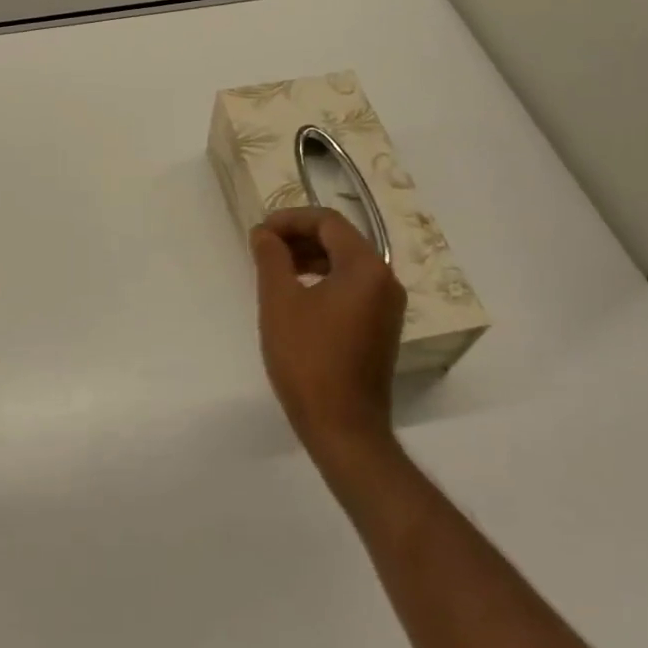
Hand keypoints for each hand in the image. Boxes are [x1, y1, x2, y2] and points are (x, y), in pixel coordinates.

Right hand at [252, 207, 404, 474]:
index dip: (290, 219)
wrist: (344, 427)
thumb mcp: (280, 301)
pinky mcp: (381, 328)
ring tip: (274, 269)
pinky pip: (352, 287)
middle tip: (263, 248)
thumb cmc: (308, 359)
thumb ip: (271, 258)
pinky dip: (323, 280)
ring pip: (346, 264)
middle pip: (340, 240)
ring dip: (309, 258)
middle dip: (299, 237)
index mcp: (366, 268)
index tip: (260, 233)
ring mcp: (387, 307)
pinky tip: (296, 295)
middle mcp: (385, 280)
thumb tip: (264, 233)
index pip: (328, 222)